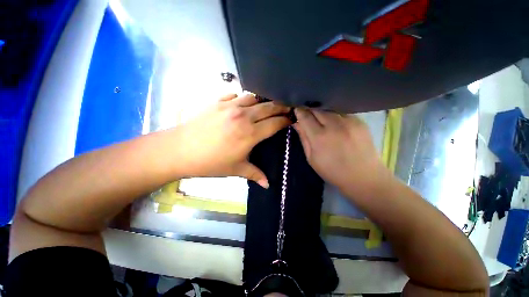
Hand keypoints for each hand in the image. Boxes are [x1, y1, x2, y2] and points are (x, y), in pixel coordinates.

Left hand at [176, 93, 290, 187]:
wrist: (180, 150)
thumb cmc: (210, 163)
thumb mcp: (236, 169)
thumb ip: (255, 174)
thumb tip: (268, 185)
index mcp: (250, 133)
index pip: (275, 123)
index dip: (285, 121)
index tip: (291, 120)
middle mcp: (243, 116)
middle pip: (268, 107)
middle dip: (280, 107)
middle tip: (285, 109)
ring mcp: (229, 106)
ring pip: (253, 98)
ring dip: (262, 102)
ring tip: (264, 107)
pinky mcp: (217, 102)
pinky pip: (234, 95)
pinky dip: (241, 98)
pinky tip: (241, 104)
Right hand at [293, 108, 391, 197]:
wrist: (363, 176)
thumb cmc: (332, 171)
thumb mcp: (311, 158)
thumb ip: (303, 138)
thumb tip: (296, 123)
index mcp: (320, 137)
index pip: (305, 117)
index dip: (299, 112)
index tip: (296, 111)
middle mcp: (334, 125)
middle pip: (317, 110)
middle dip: (310, 111)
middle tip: (307, 117)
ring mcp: (349, 121)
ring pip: (329, 109)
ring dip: (322, 113)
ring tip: (321, 121)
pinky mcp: (360, 121)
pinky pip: (341, 113)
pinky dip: (334, 116)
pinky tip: (335, 124)